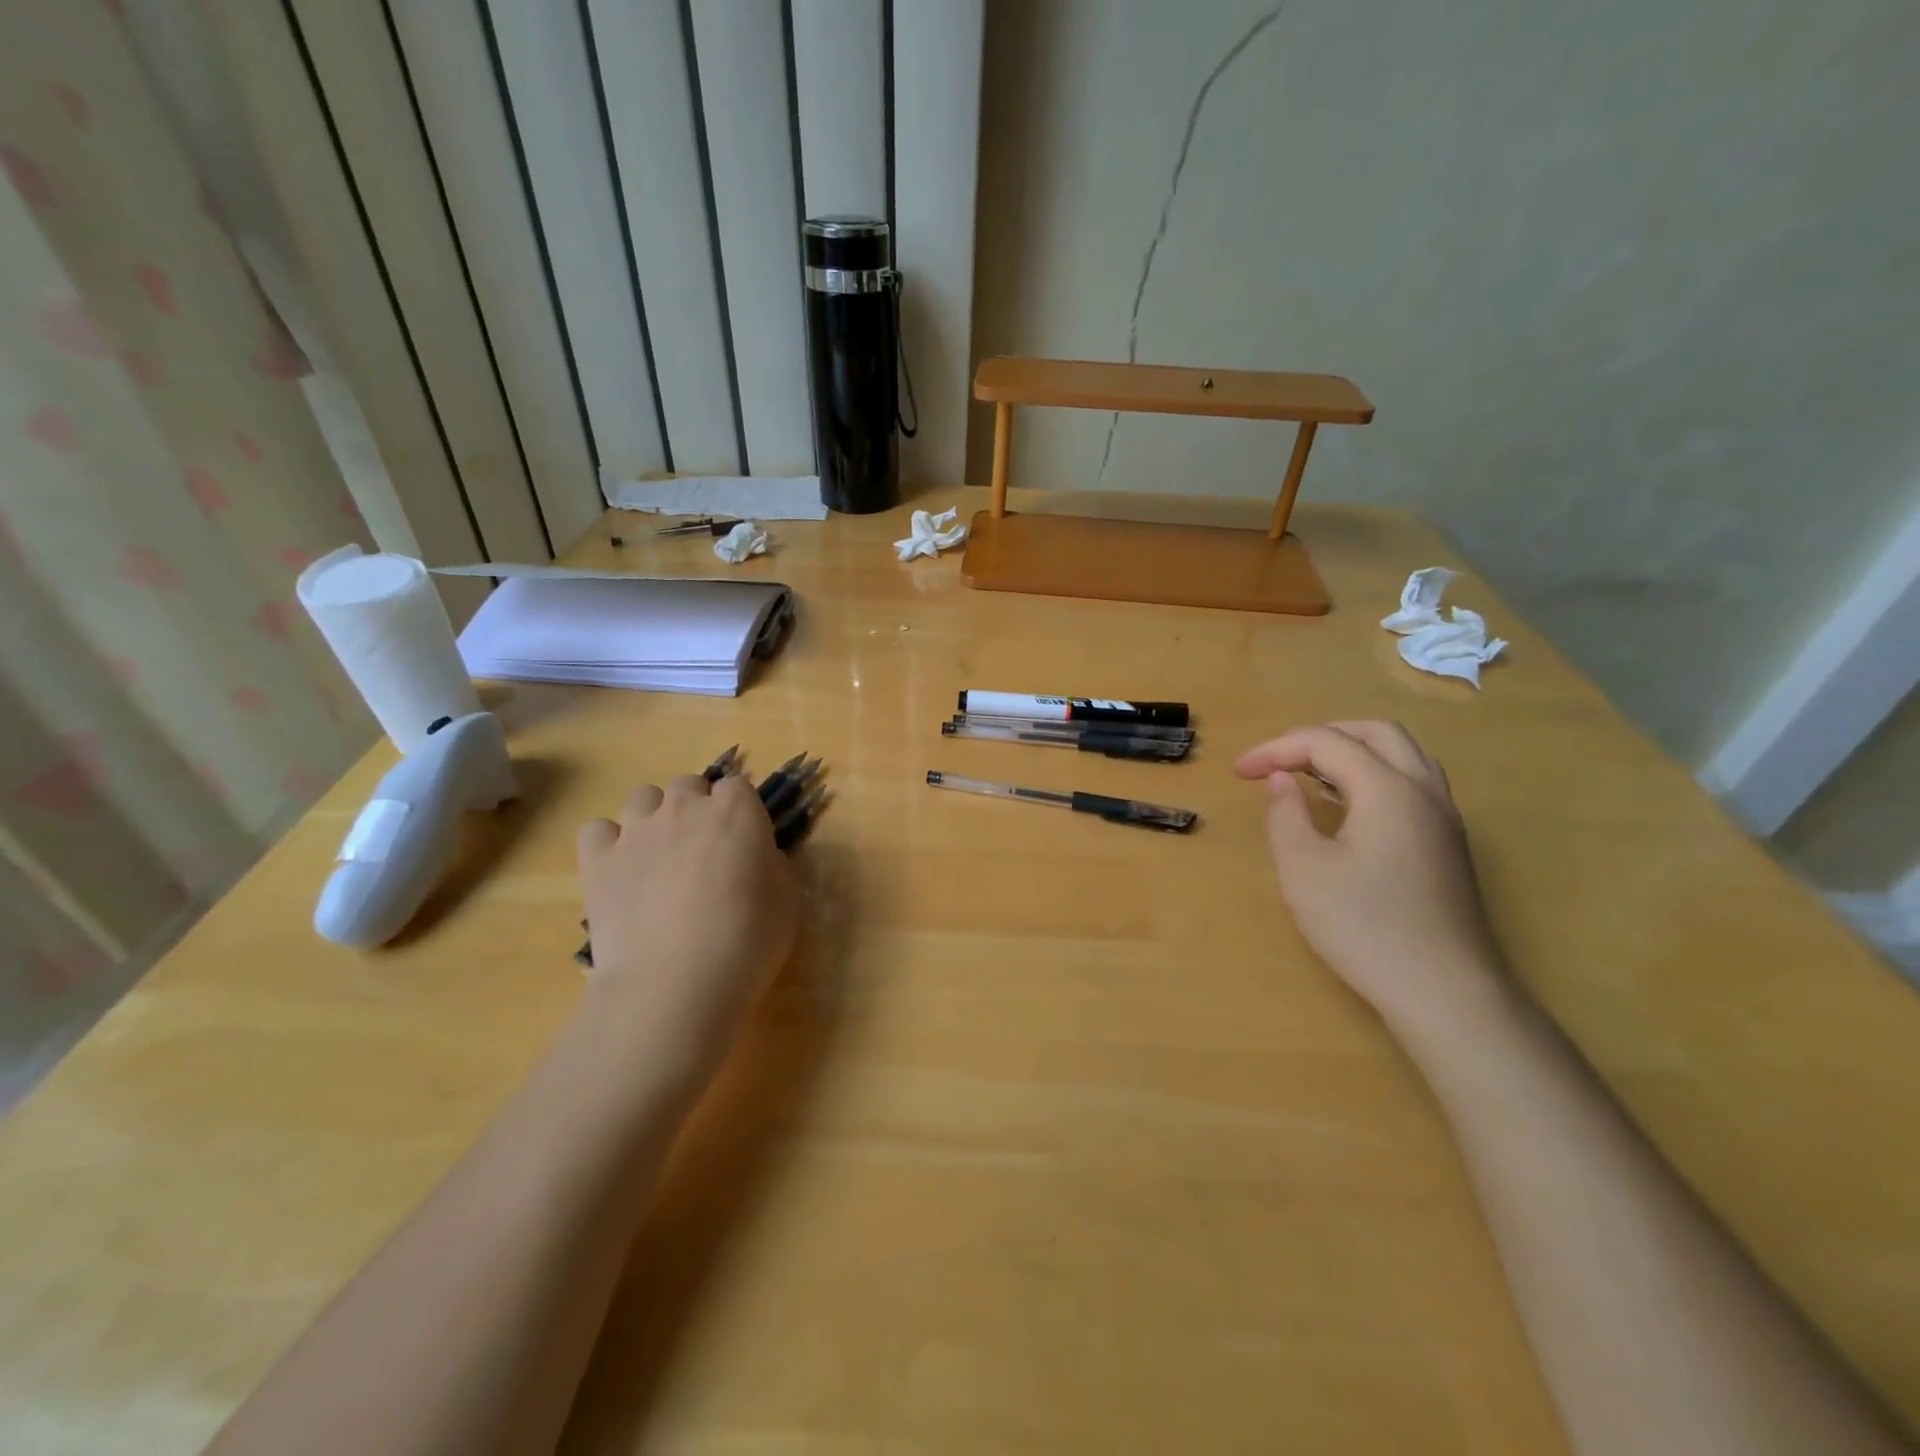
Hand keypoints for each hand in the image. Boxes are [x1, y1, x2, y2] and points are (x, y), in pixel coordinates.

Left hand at [577, 773, 797, 1085]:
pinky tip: (620, 870)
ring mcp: (637, 830)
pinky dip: (608, 843)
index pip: (738, 787)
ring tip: (660, 858)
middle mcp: (686, 807)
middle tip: (703, 851)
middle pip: (689, 784)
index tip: (744, 842)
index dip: (741, 813)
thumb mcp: (786, 901)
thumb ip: (770, 865)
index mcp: (737, 811)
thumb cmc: (747, 943)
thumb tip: (755, 857)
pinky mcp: (598, 859)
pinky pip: (598, 829)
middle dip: (696, 808)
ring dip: (654, 818)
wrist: (675, 985)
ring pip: (643, 798)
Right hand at [1235, 722, 1505, 1030]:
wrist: (1445, 992)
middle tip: (1279, 760)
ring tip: (1309, 775)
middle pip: (1375, 732)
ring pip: (1401, 755)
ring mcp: (1444, 818)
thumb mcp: (1303, 869)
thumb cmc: (1364, 927)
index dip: (1277, 749)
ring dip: (1351, 751)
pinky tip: (1346, 806)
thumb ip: (1286, 814)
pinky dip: (1372, 775)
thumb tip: (1283, 780)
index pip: (1327, 743)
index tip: (1239, 772)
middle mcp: (1424, 791)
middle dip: (1320, 736)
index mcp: (1388, 789)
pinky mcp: (1448, 844)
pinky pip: (1411, 783)